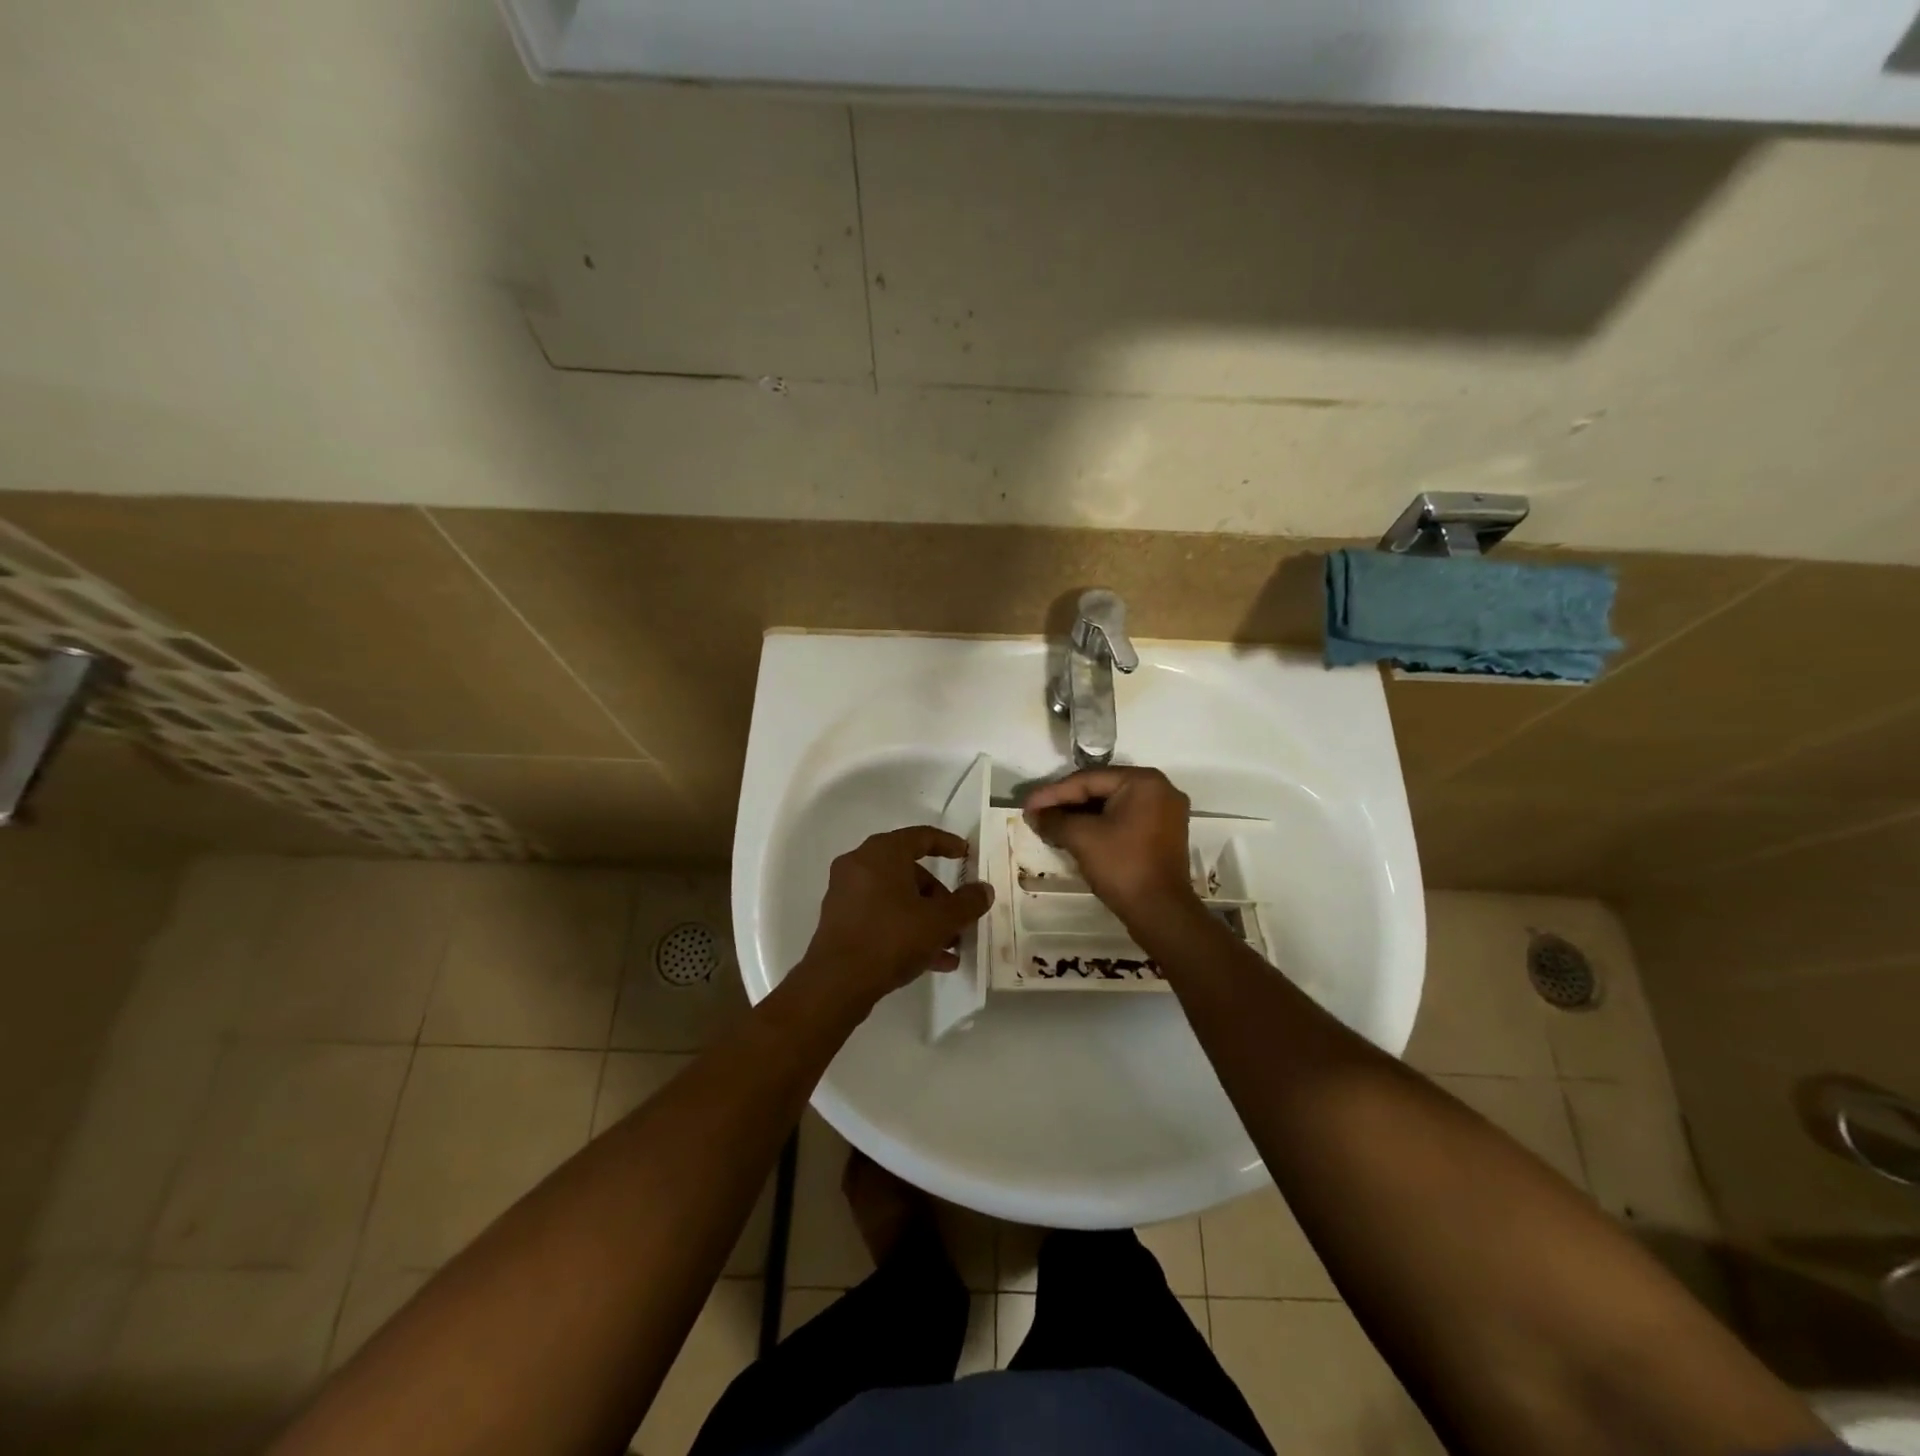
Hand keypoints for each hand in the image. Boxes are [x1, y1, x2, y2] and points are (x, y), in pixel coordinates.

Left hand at [795, 826, 994, 1011]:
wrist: (837, 983)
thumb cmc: (891, 938)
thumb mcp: (939, 921)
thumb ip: (967, 903)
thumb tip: (984, 890)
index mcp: (882, 853)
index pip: (921, 837)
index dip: (948, 844)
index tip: (967, 855)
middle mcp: (860, 865)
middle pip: (910, 871)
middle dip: (939, 896)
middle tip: (960, 918)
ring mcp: (847, 893)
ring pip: (897, 897)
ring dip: (926, 918)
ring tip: (951, 946)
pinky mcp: (841, 920)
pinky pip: (881, 915)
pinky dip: (905, 929)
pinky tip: (932, 960)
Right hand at [1024, 767, 1197, 923]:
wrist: (1160, 912)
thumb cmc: (1122, 866)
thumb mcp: (1081, 838)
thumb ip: (1054, 820)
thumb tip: (1033, 815)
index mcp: (1143, 781)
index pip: (1088, 780)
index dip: (1053, 793)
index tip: (1027, 805)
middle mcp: (1159, 789)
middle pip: (1100, 789)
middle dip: (1065, 803)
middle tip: (1036, 814)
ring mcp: (1164, 812)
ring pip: (1111, 806)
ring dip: (1079, 816)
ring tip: (1049, 825)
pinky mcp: (1162, 833)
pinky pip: (1124, 819)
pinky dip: (1099, 825)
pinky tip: (1074, 834)